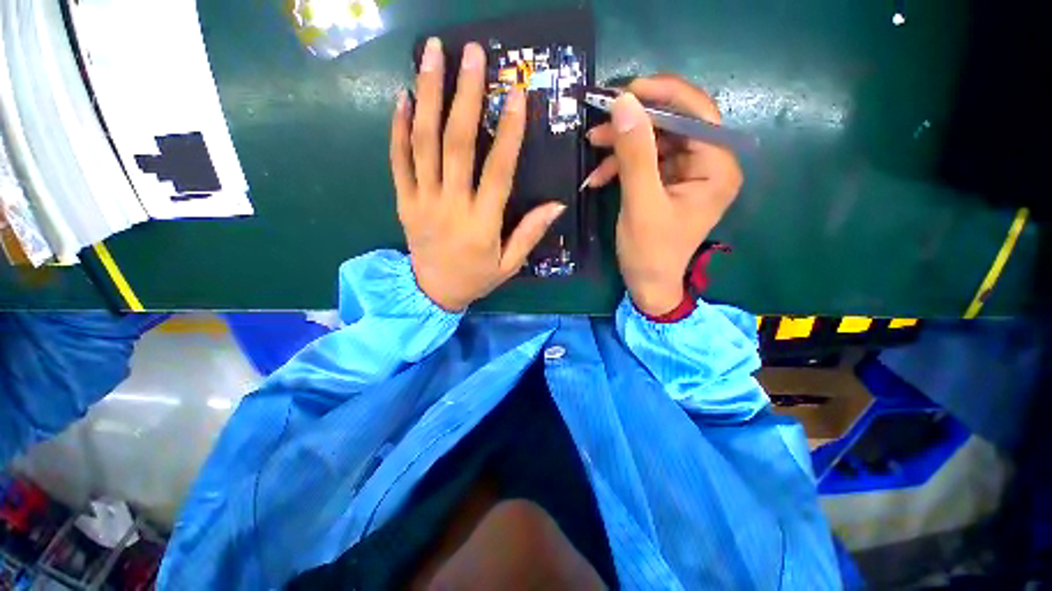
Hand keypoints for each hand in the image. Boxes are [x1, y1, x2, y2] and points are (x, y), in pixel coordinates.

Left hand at [390, 38, 566, 311]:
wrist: (432, 293)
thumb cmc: (475, 278)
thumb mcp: (509, 264)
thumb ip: (530, 234)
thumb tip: (556, 205)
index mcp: (482, 223)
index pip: (497, 170)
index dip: (509, 132)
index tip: (516, 94)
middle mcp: (451, 206)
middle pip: (457, 144)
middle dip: (465, 95)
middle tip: (471, 54)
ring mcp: (422, 201)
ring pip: (423, 143)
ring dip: (427, 96)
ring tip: (432, 55)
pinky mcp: (403, 202)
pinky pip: (397, 161)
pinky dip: (397, 128)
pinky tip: (403, 97)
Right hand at [584, 75, 742, 316]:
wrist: (648, 285)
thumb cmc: (650, 252)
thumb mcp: (641, 203)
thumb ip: (635, 154)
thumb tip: (624, 102)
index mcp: (717, 167)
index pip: (698, 113)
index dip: (663, 95)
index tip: (625, 92)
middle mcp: (708, 164)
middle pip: (673, 125)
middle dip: (634, 124)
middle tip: (599, 125)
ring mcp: (687, 174)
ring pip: (655, 142)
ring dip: (622, 145)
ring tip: (593, 148)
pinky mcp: (668, 184)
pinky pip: (646, 162)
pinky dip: (621, 165)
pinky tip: (598, 177)